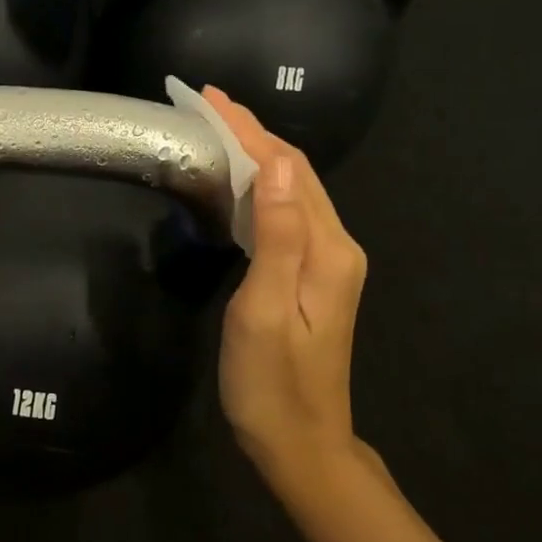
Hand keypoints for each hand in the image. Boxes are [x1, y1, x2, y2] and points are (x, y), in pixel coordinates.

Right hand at [206, 88, 372, 490]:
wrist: (300, 443)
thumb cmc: (272, 384)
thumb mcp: (265, 312)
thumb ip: (278, 237)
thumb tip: (278, 166)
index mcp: (327, 250)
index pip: (289, 169)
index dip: (248, 130)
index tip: (209, 97)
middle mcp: (335, 246)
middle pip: (296, 172)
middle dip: (252, 132)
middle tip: (206, 103)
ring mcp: (326, 262)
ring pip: (292, 190)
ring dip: (256, 155)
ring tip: (216, 129)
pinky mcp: (312, 276)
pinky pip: (287, 214)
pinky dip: (260, 187)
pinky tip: (237, 182)